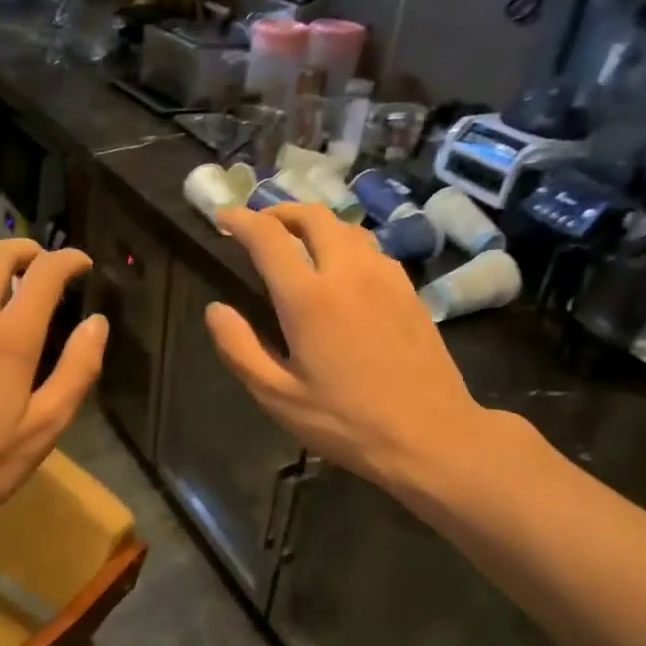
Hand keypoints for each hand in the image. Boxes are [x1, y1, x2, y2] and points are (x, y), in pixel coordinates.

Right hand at [206, 204, 485, 490]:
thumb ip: (239, 348)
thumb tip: (215, 309)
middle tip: (260, 225)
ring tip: (297, 241)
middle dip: (280, 211)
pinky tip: (342, 268)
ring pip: (346, 227)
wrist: (431, 434)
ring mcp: (385, 278)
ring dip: (315, 224)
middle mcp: (348, 273)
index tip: (222, 217)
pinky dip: (345, 243)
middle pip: (313, 216)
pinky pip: (372, 248)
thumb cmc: (346, 422)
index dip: (240, 220)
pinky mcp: (409, 291)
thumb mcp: (277, 396)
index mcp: (308, 297)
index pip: (268, 237)